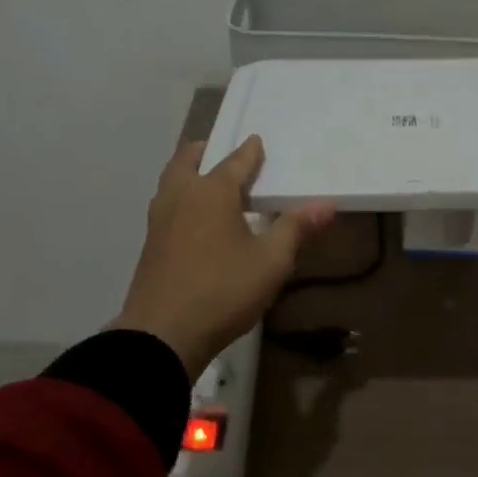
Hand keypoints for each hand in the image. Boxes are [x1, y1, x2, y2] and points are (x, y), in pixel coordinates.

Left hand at [111, 136, 335, 379]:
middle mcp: (181, 197)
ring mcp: (160, 221)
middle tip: (220, 152)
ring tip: (207, 182)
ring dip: (187, 174)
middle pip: (187, 161)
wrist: (162, 335)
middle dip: (205, 152)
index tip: (257, 141)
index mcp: (211, 192)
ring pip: (171, 183)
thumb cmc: (223, 290)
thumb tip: (327, 204)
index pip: (235, 162)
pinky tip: (195, 220)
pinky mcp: (150, 246)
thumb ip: (296, 228)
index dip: (250, 151)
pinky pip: (166, 206)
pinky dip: (181, 199)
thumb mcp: (271, 262)